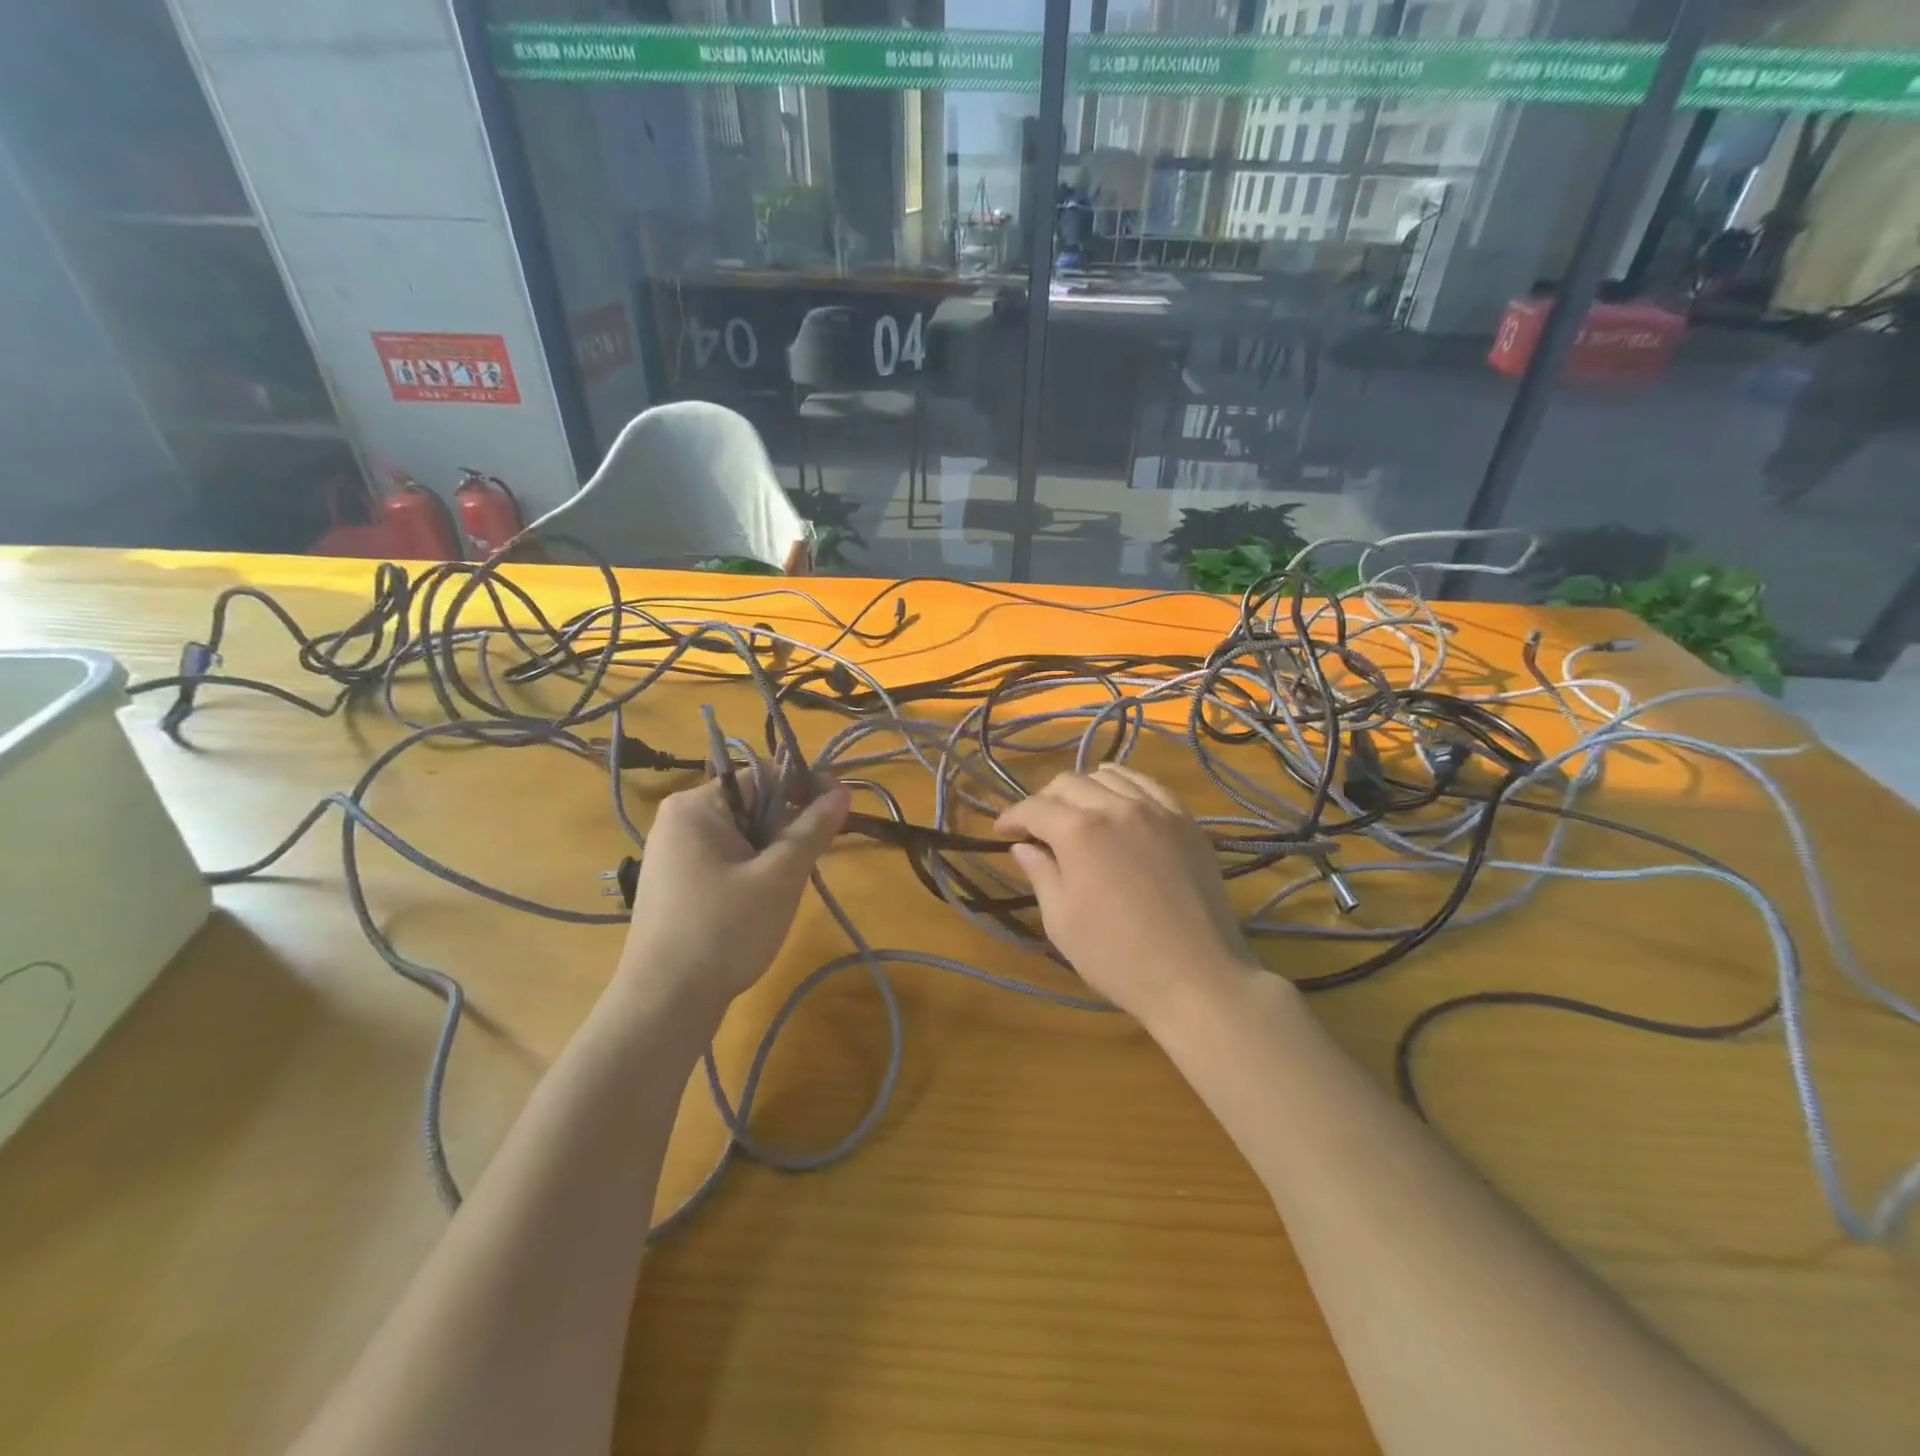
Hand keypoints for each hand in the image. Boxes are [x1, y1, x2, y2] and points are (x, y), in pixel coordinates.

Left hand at [615, 775, 849, 1012]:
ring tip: (791, 882)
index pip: (762, 776)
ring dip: (773, 850)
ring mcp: (672, 854)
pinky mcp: (674, 884)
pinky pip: (724, 859)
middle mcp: (678, 820)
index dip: (805, 786)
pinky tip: (764, 900)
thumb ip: (812, 829)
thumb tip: (841, 792)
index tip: (841, 806)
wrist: (665, 1003)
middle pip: (750, 804)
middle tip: (817, 854)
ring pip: (740, 835)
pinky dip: (752, 869)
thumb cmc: (724, 930)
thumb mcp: (780, 876)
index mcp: (696, 806)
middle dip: (789, 824)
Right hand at [995, 765, 1260, 1031]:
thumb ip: (1040, 874)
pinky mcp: (1186, 821)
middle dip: (1044, 800)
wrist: (1196, 977)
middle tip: (1036, 828)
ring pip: (1110, 776)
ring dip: (1083, 788)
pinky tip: (1119, 804)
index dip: (1012, 817)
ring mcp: (1157, 809)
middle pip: (1070, 783)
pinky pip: (1148, 785)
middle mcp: (1116, 806)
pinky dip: (1124, 786)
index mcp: (1079, 831)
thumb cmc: (1117, 956)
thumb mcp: (1062, 921)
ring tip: (1077, 812)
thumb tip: (1022, 846)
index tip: (1001, 832)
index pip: (1035, 808)